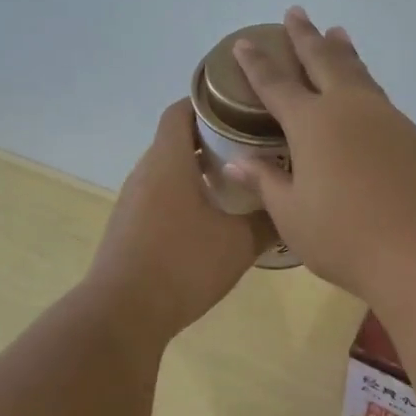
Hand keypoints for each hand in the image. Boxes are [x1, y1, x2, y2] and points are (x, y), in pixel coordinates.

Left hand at [86, 100, 263, 344]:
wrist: (122, 314)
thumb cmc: (182, 265)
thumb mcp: (239, 243)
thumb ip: (268, 220)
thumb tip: (292, 206)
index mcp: (168, 161)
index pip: (182, 109)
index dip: (210, 101)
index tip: (243, 106)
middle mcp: (145, 172)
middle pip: (178, 138)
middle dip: (214, 137)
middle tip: (254, 145)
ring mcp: (133, 201)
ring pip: (169, 170)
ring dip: (199, 169)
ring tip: (239, 180)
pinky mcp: (129, 226)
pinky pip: (161, 195)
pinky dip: (186, 194)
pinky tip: (212, 218)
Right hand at [227, 8, 415, 301]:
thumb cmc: (345, 237)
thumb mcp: (292, 215)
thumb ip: (266, 182)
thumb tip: (236, 161)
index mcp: (312, 124)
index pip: (276, 84)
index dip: (257, 63)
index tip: (245, 42)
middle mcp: (350, 109)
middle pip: (323, 61)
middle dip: (306, 36)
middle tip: (296, 12)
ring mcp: (388, 119)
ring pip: (360, 74)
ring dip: (344, 52)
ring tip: (337, 32)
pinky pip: (382, 100)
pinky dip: (367, 86)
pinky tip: (367, 97)